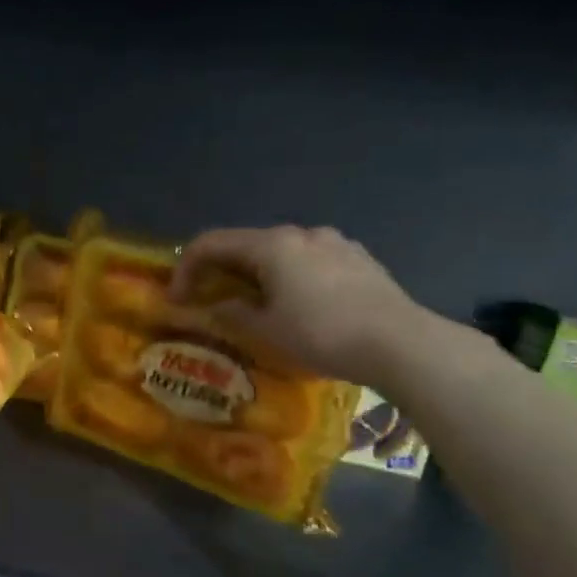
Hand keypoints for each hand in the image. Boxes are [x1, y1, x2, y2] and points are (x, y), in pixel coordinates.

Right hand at [170, 224, 428, 384]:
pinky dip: (290, 278)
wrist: (400, 342)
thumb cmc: (321, 334)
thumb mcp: (265, 332)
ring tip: (259, 308)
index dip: (186, 269)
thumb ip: (233, 314)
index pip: (211, 243)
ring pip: (281, 253)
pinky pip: (311, 262)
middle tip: (212, 303)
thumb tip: (219, 307)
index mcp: (272, 245)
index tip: (177, 300)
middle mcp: (301, 233)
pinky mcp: (359, 259)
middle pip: (247, 245)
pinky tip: (301, 307)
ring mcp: (335, 242)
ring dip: (258, 276)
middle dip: (222, 272)